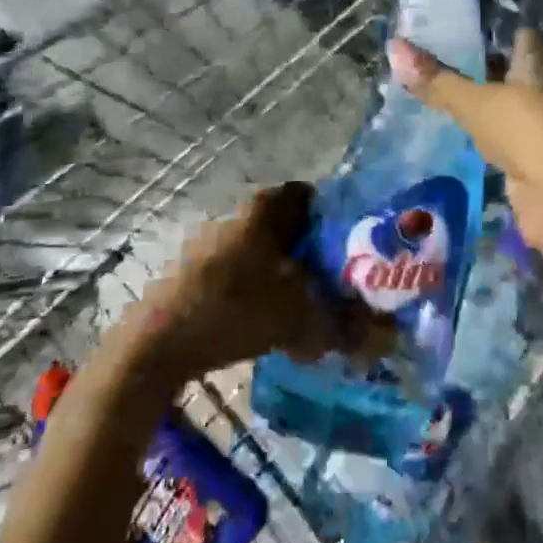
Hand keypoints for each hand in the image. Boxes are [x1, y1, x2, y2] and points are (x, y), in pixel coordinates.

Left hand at [133, 181, 392, 380]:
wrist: (154, 346)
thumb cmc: (233, 312)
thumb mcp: (298, 318)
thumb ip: (343, 323)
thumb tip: (388, 336)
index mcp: (264, 209)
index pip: (310, 196)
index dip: (336, 217)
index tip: (354, 245)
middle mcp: (240, 216)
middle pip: (289, 226)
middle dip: (314, 253)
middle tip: (337, 283)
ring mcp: (213, 243)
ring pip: (265, 253)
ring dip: (287, 277)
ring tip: (307, 311)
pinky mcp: (195, 273)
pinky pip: (241, 273)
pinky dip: (260, 292)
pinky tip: (270, 325)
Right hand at [388, 30, 542, 293]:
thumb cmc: (523, 130)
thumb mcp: (474, 101)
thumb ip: (438, 81)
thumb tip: (395, 46)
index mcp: (535, 66)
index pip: (522, 37)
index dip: (499, 31)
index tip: (466, 26)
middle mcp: (541, 91)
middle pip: (513, 72)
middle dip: (485, 67)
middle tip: (442, 60)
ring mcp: (538, 127)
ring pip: (507, 106)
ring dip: (484, 103)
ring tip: (443, 94)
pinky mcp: (530, 159)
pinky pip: (502, 139)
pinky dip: (485, 136)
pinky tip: (459, 134)